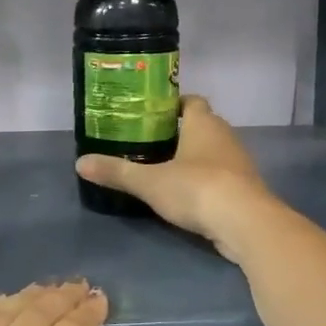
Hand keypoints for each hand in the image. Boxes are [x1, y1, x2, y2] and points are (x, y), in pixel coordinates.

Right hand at [75, 95, 274, 258]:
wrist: (246, 224)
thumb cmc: (197, 188)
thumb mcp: (149, 181)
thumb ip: (116, 172)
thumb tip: (79, 162)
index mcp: (203, 124)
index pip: (192, 101)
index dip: (174, 104)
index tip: (152, 113)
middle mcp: (225, 137)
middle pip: (202, 126)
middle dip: (179, 132)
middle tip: (149, 142)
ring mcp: (239, 164)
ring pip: (213, 152)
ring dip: (193, 158)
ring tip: (163, 169)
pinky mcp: (245, 189)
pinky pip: (221, 177)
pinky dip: (205, 181)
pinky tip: (186, 195)